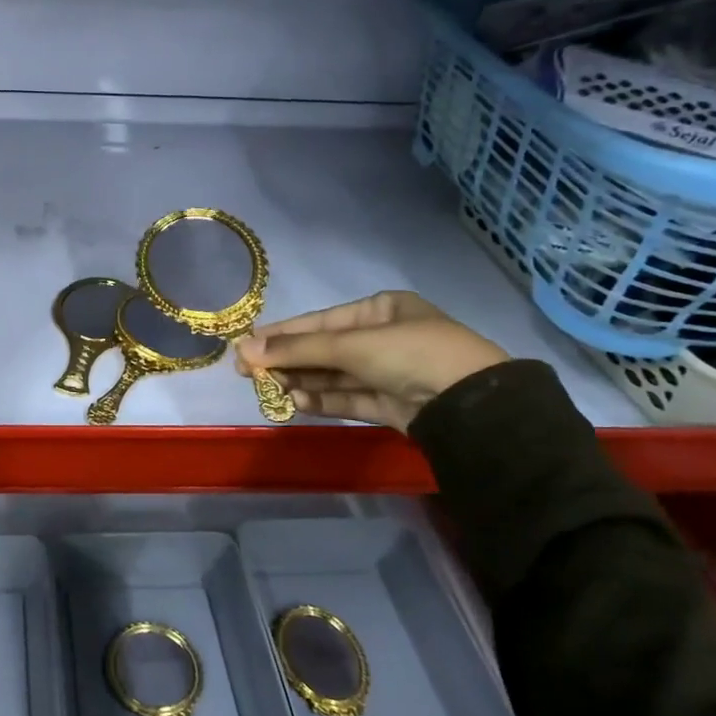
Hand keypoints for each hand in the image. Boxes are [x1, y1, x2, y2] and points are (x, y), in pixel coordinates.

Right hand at [234, 291, 508, 432]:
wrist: (471, 405)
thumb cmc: (410, 354)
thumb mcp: (351, 344)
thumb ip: (297, 349)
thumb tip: (244, 348)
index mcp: (381, 310)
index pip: (320, 322)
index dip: (281, 333)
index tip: (245, 346)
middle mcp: (383, 338)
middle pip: (324, 349)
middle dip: (287, 360)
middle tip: (247, 373)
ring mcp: (388, 373)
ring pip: (333, 376)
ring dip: (301, 381)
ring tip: (268, 389)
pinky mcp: (390, 405)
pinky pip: (347, 399)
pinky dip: (321, 400)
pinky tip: (295, 401)